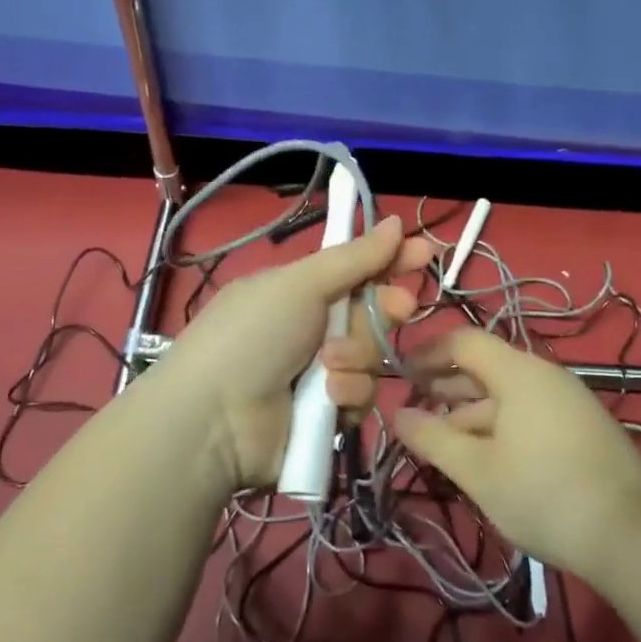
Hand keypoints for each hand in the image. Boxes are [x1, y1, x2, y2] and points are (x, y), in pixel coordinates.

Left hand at [155, 214, 432, 490]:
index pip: (356, 268)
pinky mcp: (327, 416)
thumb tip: (394, 222)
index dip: (391, 259)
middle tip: (400, 307)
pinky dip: (347, 394)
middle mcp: (311, 328)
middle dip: (385, 308)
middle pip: (371, 311)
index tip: (425, 251)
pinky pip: (360, 395)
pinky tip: (327, 399)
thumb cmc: (254, 334)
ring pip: (371, 355)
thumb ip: (353, 257)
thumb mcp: (300, 284)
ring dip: (358, 356)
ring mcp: (319, 373)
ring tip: (327, 366)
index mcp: (299, 290)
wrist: (215, 419)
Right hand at [393, 328, 640, 578]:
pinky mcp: (581, 427)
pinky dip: (498, 424)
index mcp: (518, 371)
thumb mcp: (478, 470)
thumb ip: (433, 438)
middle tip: (413, 411)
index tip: (399, 373)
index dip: (427, 352)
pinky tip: (484, 455)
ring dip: (470, 410)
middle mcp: (544, 374)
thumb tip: (397, 413)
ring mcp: (567, 400)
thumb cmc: (544, 494)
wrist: (634, 535)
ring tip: (441, 438)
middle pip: (485, 366)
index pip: (463, 341)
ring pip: (506, 393)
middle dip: (445, 385)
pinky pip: (528, 411)